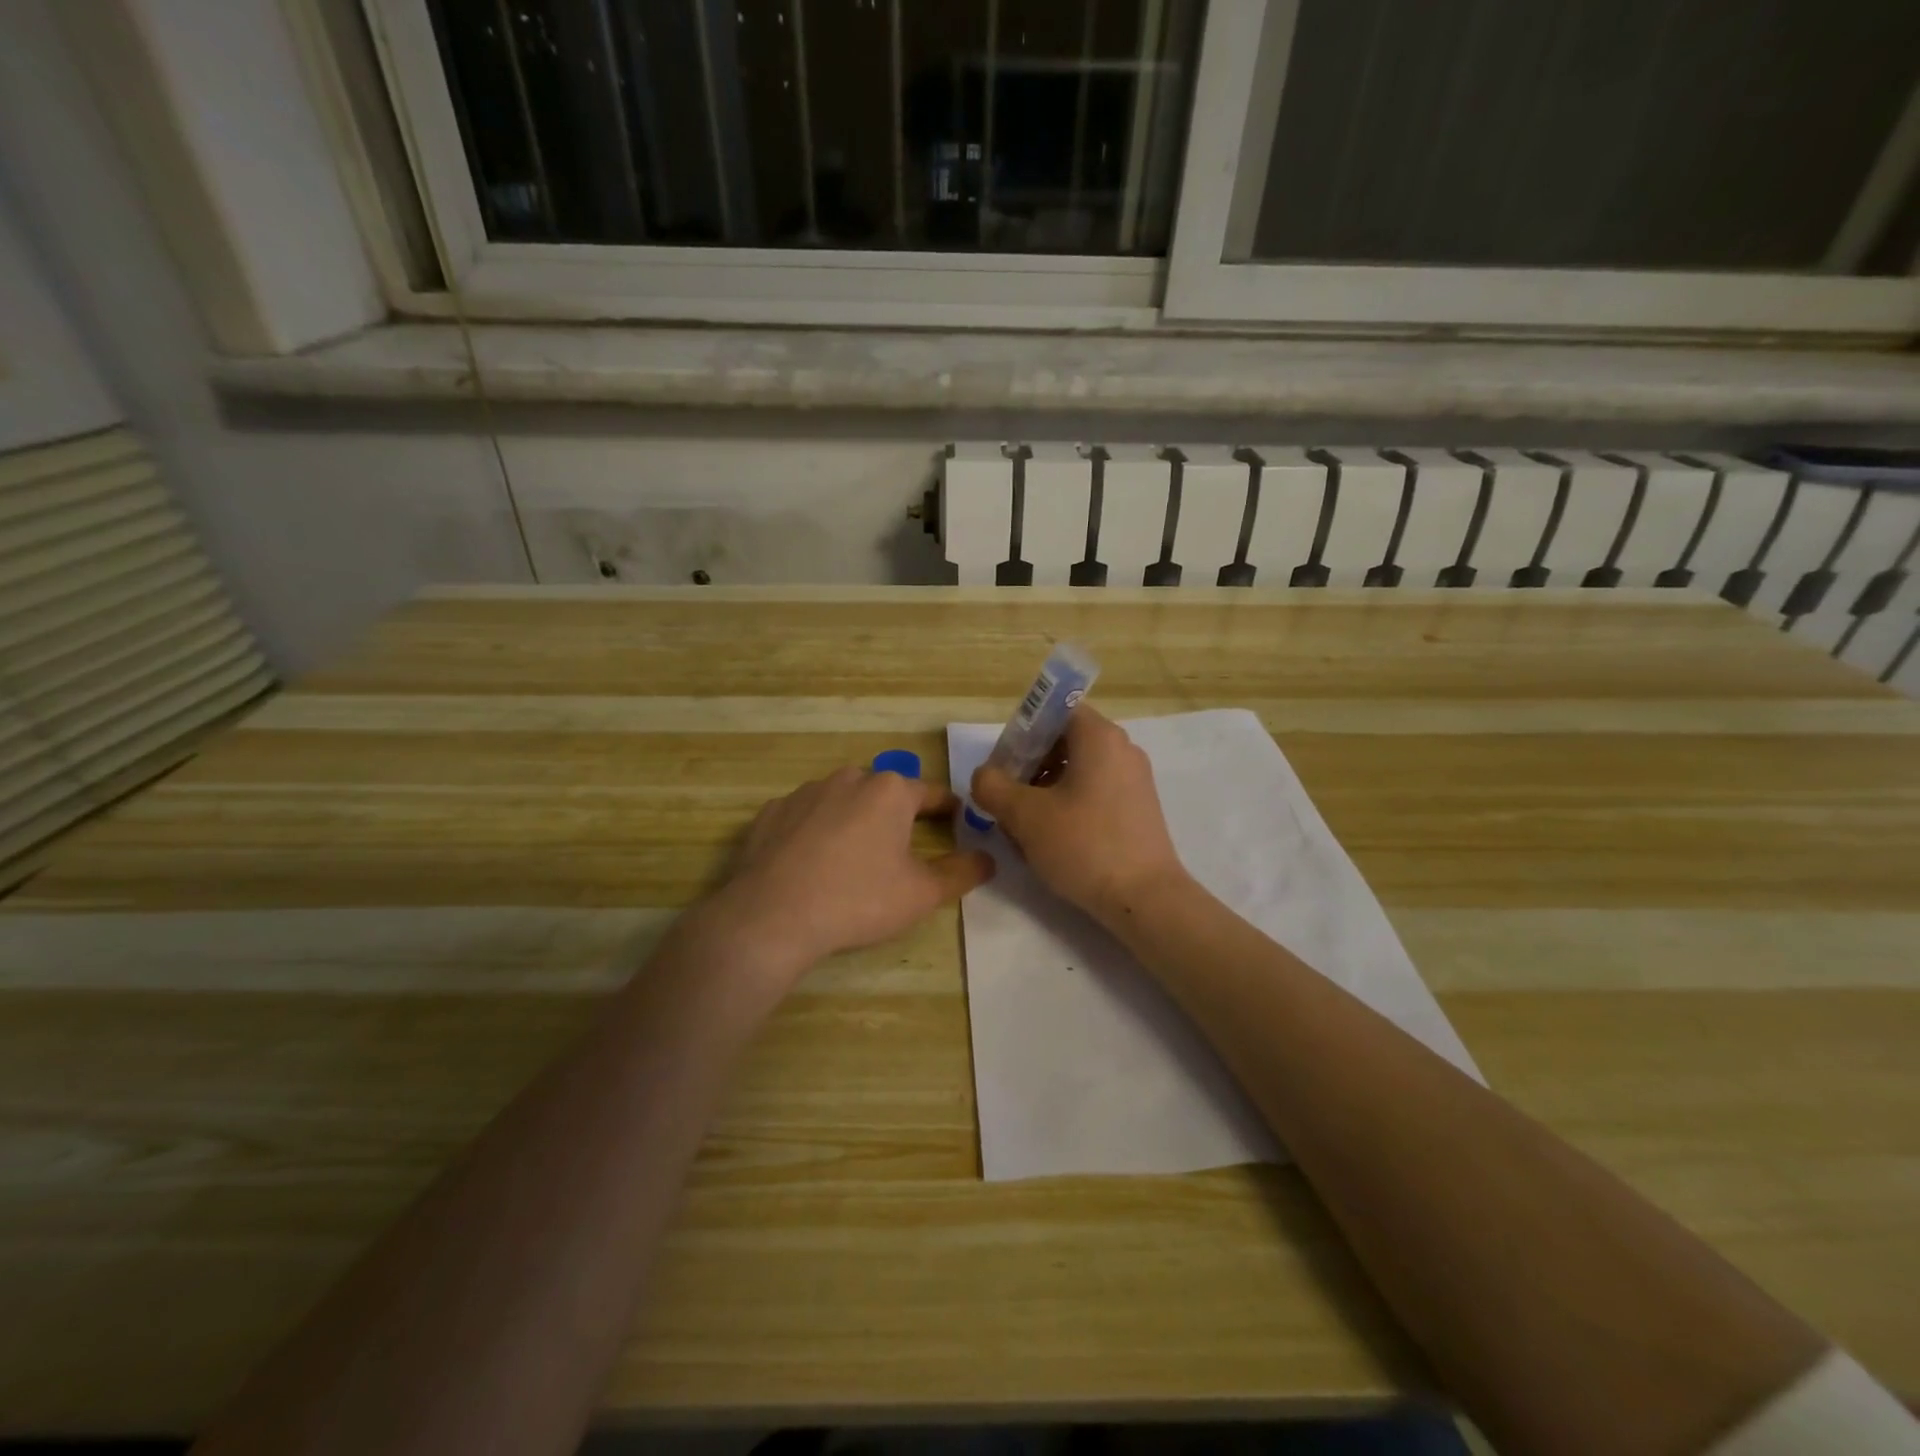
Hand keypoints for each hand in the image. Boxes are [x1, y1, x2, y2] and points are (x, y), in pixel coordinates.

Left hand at [721, 767, 993, 974]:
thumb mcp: (922, 893)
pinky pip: (805, 816)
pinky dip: (814, 831)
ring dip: (854, 819)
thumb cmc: (858, 899)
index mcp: (890, 791)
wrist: (772, 916)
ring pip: (842, 800)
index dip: (948, 809)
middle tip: (902, 847)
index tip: (956, 823)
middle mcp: (849, 779)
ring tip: (854, 857)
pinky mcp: (771, 812)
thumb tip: (987, 859)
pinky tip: (811, 862)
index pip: (932, 793)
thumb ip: (961, 872)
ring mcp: (805, 792)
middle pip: (884, 792)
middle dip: (896, 814)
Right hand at [971, 706, 1186, 929]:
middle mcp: (1122, 749)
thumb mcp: (1025, 815)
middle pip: (1065, 742)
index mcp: (1099, 737)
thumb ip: (993, 787)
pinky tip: (1051, 839)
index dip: (1023, 732)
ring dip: (1045, 789)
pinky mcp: (1138, 808)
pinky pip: (1094, 792)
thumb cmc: (1084, 845)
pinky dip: (1068, 805)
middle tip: (1006, 797)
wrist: (1145, 898)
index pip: (1055, 712)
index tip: (1004, 764)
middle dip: (1030, 766)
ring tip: (1023, 825)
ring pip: (1077, 770)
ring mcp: (1134, 780)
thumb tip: (985, 776)